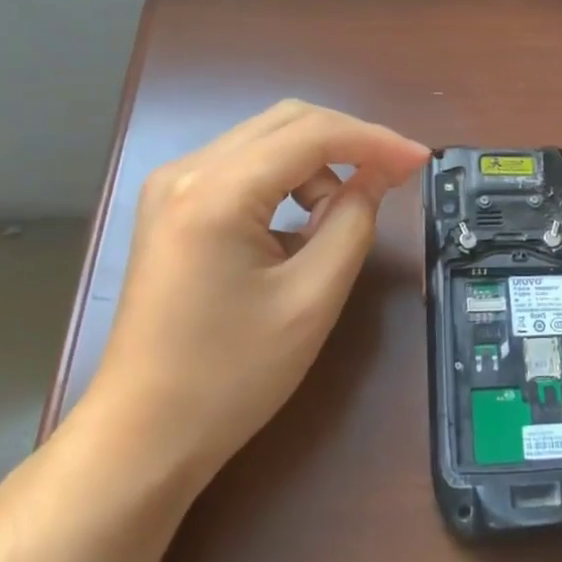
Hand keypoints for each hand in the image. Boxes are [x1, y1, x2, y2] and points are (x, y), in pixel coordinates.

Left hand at [77, 100, 429, 491]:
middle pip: (287, 121)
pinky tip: (302, 220)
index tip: (420, 160)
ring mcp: (172, 185)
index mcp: (215, 191)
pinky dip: (287, 177)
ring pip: (267, 139)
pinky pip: (244, 165)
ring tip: (340, 215)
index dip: (374, 140)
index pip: (311, 134)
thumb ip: (353, 222)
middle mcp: (186, 170)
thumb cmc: (230, 377)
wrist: (140, 439)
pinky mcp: (171, 205)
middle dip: (349, 141)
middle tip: (394, 173)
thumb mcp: (312, 299)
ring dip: (317, 161)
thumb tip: (378, 174)